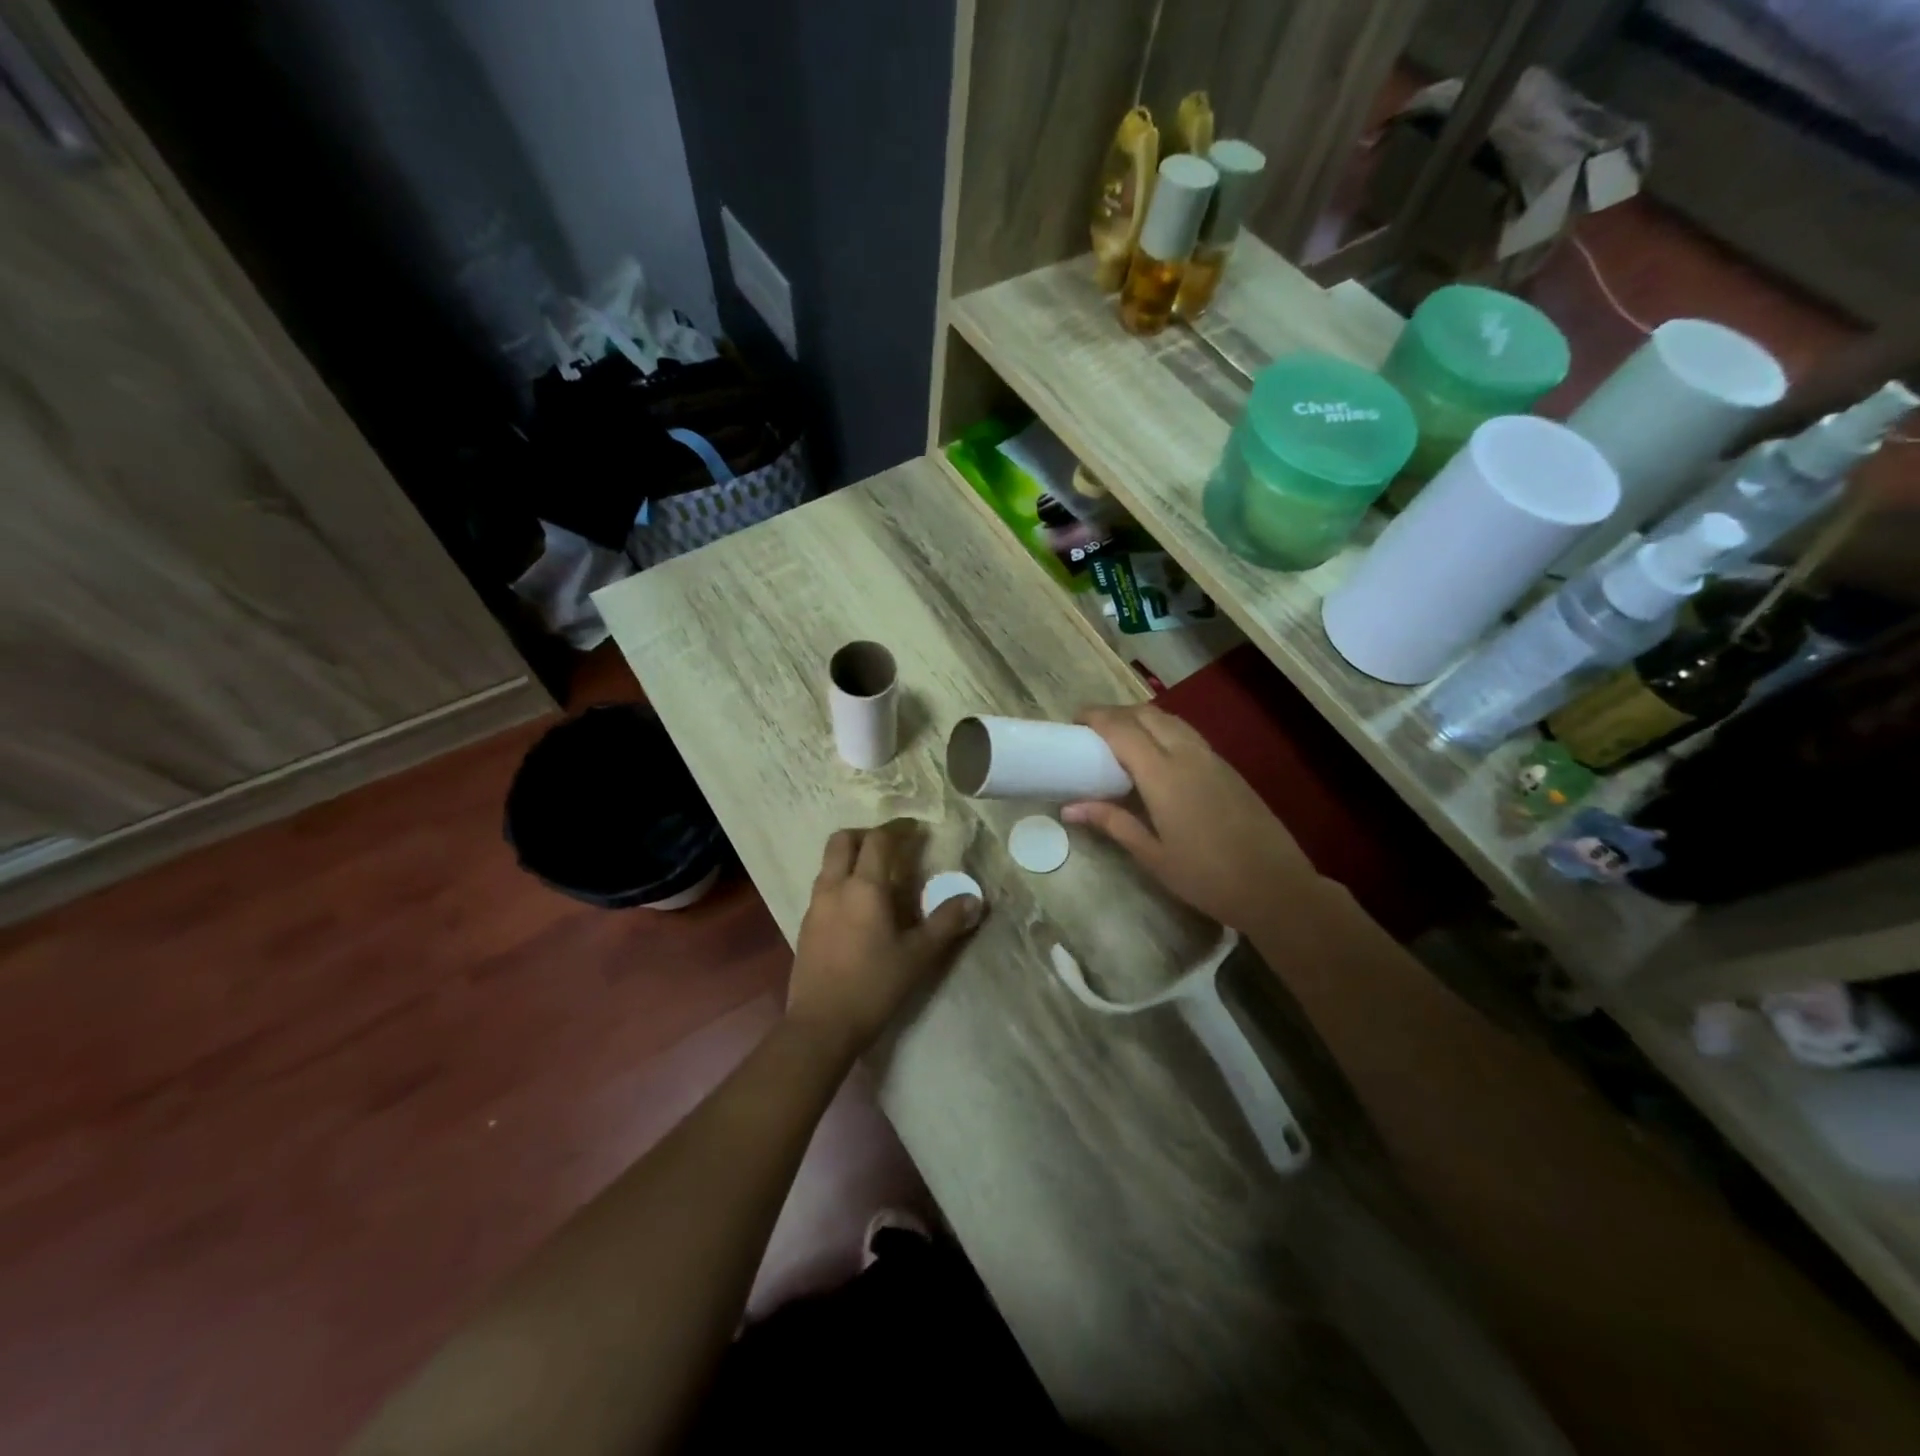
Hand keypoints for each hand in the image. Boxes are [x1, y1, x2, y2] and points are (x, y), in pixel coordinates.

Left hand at [787, 822, 983, 1057]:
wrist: (820, 1026)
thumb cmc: (873, 986)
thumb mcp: (917, 956)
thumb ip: (946, 923)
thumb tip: (974, 899)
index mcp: (863, 888)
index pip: (878, 840)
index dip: (898, 829)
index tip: (916, 829)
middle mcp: (834, 887)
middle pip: (842, 840)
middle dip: (866, 834)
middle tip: (891, 845)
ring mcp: (815, 906)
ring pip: (828, 863)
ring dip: (851, 856)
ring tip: (876, 874)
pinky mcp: (806, 926)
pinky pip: (823, 886)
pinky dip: (841, 880)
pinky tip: (858, 906)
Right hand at [1063, 704, 1319, 932]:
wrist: (1275, 886)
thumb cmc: (1206, 876)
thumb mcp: (1152, 855)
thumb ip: (1112, 822)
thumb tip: (1070, 808)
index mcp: (1163, 775)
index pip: (1123, 729)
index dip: (1096, 718)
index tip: (1074, 720)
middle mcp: (1187, 755)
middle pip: (1147, 714)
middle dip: (1117, 713)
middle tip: (1093, 729)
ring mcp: (1212, 758)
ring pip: (1171, 720)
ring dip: (1142, 718)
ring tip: (1121, 737)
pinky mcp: (1228, 768)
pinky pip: (1188, 734)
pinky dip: (1164, 730)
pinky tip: (1157, 755)